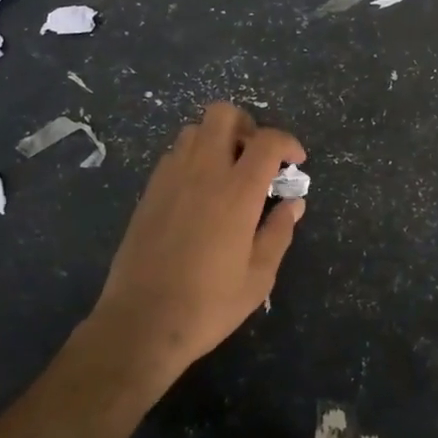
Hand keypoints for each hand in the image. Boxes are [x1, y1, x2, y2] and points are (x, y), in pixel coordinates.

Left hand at [86, 102, 305, 386]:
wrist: (141, 323)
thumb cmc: (208, 304)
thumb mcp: (258, 276)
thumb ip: (279, 232)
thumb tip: (293, 204)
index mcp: (236, 192)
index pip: (266, 141)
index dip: (287, 142)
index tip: (296, 161)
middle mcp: (202, 172)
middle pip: (223, 114)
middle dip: (247, 125)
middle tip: (257, 157)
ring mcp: (170, 178)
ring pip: (195, 130)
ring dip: (217, 139)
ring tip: (229, 172)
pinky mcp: (149, 192)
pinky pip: (174, 154)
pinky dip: (193, 157)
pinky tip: (200, 191)